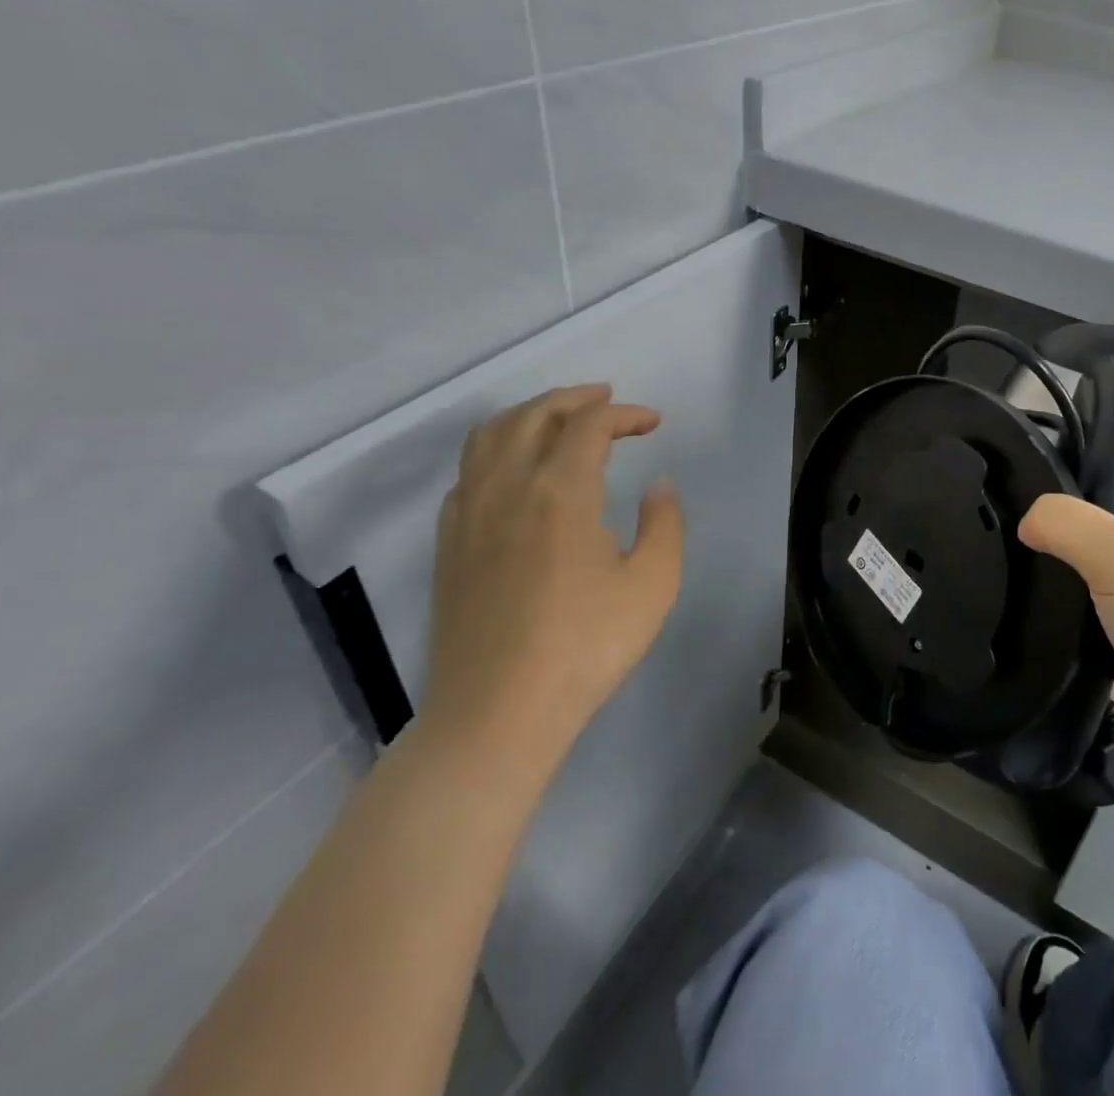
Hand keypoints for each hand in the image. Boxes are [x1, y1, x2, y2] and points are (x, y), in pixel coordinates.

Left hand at [422, 383, 684, 778]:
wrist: (497, 714)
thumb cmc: (586, 647)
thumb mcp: (653, 585)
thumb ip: (665, 524)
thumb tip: (657, 487)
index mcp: (560, 491)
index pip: (590, 425)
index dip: (624, 414)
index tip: (652, 423)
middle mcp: (508, 487)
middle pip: (534, 415)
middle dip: (574, 398)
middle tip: (606, 399)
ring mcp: (469, 514)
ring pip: (490, 436)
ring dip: (528, 414)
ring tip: (557, 419)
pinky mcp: (449, 544)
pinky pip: (468, 472)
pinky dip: (496, 450)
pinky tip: (513, 472)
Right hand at [1019, 473, 1113, 773]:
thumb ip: (1062, 521)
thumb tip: (1025, 521)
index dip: (1082, 464)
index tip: (1030, 470)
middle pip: (1104, 510)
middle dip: (1061, 515)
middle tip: (1009, 511)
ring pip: (1092, 556)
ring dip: (1058, 559)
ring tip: (1006, 546)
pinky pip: (1089, 596)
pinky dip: (1063, 596)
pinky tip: (1024, 588)